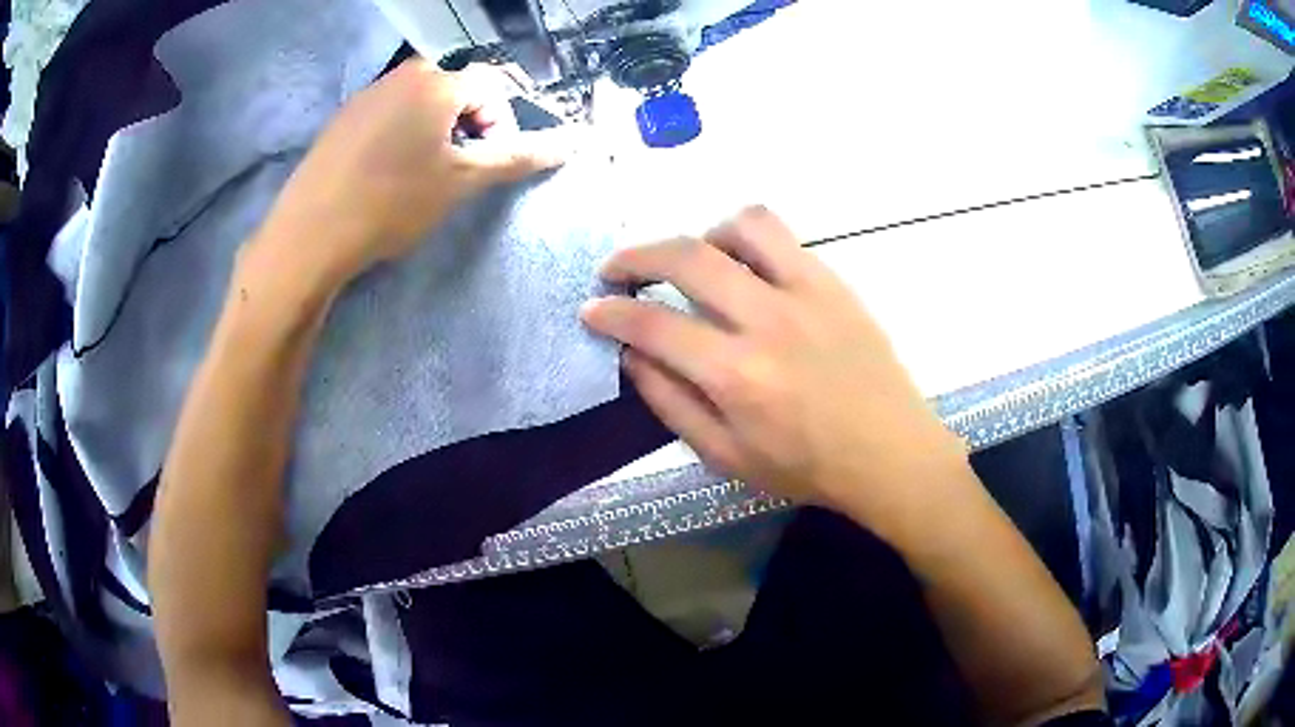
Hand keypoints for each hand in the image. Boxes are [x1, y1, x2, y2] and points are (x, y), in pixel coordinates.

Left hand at [252, 59, 566, 287]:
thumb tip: (573, 142)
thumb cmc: (392, 203)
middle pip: (455, 88)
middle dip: (467, 124)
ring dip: (434, 130)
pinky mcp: (343, 117)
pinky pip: (387, 113)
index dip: (502, 123)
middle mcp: (403, 74)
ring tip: (419, 174)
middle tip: (456, 168)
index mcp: (437, 82)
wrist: (309, 234)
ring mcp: (367, 94)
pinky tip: (384, 173)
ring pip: (419, 101)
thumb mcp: (461, 182)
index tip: (486, 163)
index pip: (492, 86)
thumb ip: (517, 157)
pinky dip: (400, 134)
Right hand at [582, 207, 970, 538]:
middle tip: (617, 270)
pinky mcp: (833, 282)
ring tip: (692, 263)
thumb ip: (670, 403)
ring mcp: (806, 292)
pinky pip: (782, 235)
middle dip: (635, 256)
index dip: (609, 314)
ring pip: (740, 227)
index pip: (652, 326)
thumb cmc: (806, 467)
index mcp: (736, 375)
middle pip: (686, 258)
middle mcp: (767, 321)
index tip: (591, 309)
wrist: (890, 454)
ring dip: (700, 237)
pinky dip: (746, 238)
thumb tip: (630, 356)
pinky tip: (742, 265)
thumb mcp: (725, 457)